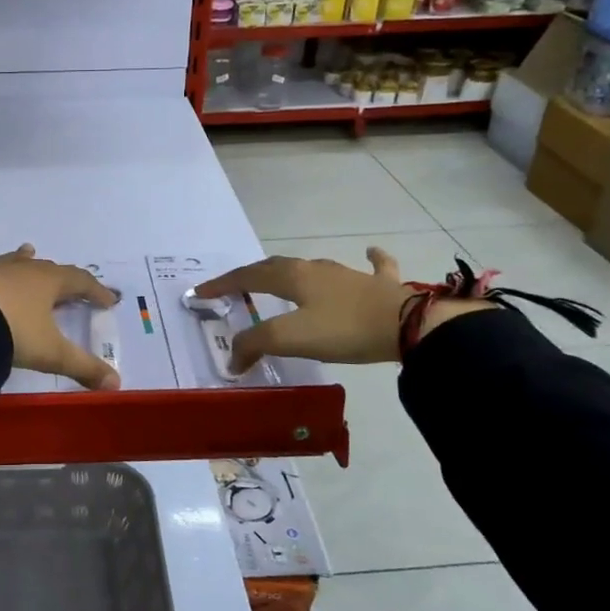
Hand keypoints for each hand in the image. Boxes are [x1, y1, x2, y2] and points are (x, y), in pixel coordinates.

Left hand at [0, 191, 120, 389]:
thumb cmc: (12, 334)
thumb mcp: (52, 354)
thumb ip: (84, 368)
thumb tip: (117, 384)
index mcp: (47, 284)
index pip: (79, 282)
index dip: (96, 291)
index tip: (109, 301)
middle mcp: (20, 271)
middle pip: (46, 271)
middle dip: (60, 279)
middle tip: (70, 287)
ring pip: (9, 260)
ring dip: (20, 258)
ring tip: (28, 249)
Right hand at [195, 249, 496, 371]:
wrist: (409, 325)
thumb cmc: (343, 328)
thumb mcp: (290, 338)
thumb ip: (255, 343)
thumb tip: (232, 357)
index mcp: (292, 277)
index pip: (247, 276)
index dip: (222, 284)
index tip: (200, 292)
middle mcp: (315, 269)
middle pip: (276, 267)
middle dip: (251, 275)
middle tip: (235, 287)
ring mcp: (350, 274)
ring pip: (313, 267)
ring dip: (292, 272)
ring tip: (280, 278)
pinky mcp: (380, 285)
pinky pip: (373, 266)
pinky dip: (370, 260)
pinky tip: (371, 253)